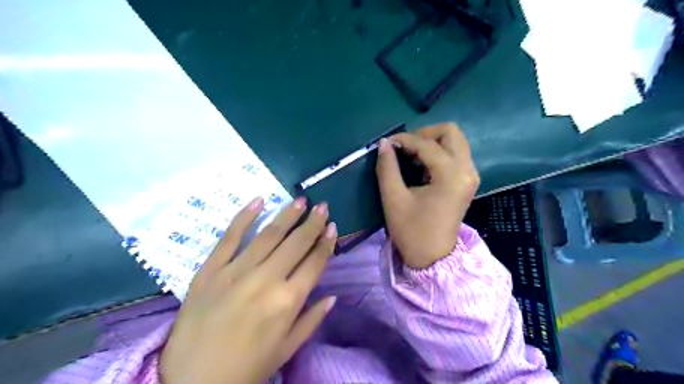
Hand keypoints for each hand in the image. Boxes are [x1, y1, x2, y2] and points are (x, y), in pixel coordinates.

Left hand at [162, 198, 338, 383]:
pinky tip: (258, 200)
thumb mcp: (287, 349)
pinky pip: (229, 237)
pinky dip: (244, 217)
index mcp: (288, 301)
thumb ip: (312, 320)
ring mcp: (236, 271)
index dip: (326, 243)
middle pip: (296, 243)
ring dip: (287, 214)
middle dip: (312, 222)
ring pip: (268, 234)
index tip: (333, 227)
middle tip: (322, 205)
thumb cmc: (247, 368)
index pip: (314, 262)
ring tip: (300, 200)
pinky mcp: (210, 270)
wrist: (192, 383)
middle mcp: (266, 279)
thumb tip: (332, 297)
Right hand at [377, 123, 475, 269]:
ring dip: (431, 143)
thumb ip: (387, 167)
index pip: (427, 144)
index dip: (403, 140)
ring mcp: (470, 175)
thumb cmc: (412, 231)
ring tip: (409, 156)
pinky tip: (420, 166)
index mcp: (451, 175)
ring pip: (454, 141)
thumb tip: (384, 144)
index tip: (386, 144)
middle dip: (424, 134)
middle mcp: (467, 170)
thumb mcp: (393, 199)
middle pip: (450, 132)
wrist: (433, 258)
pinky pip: (455, 154)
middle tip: (404, 148)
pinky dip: (437, 153)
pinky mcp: (467, 181)